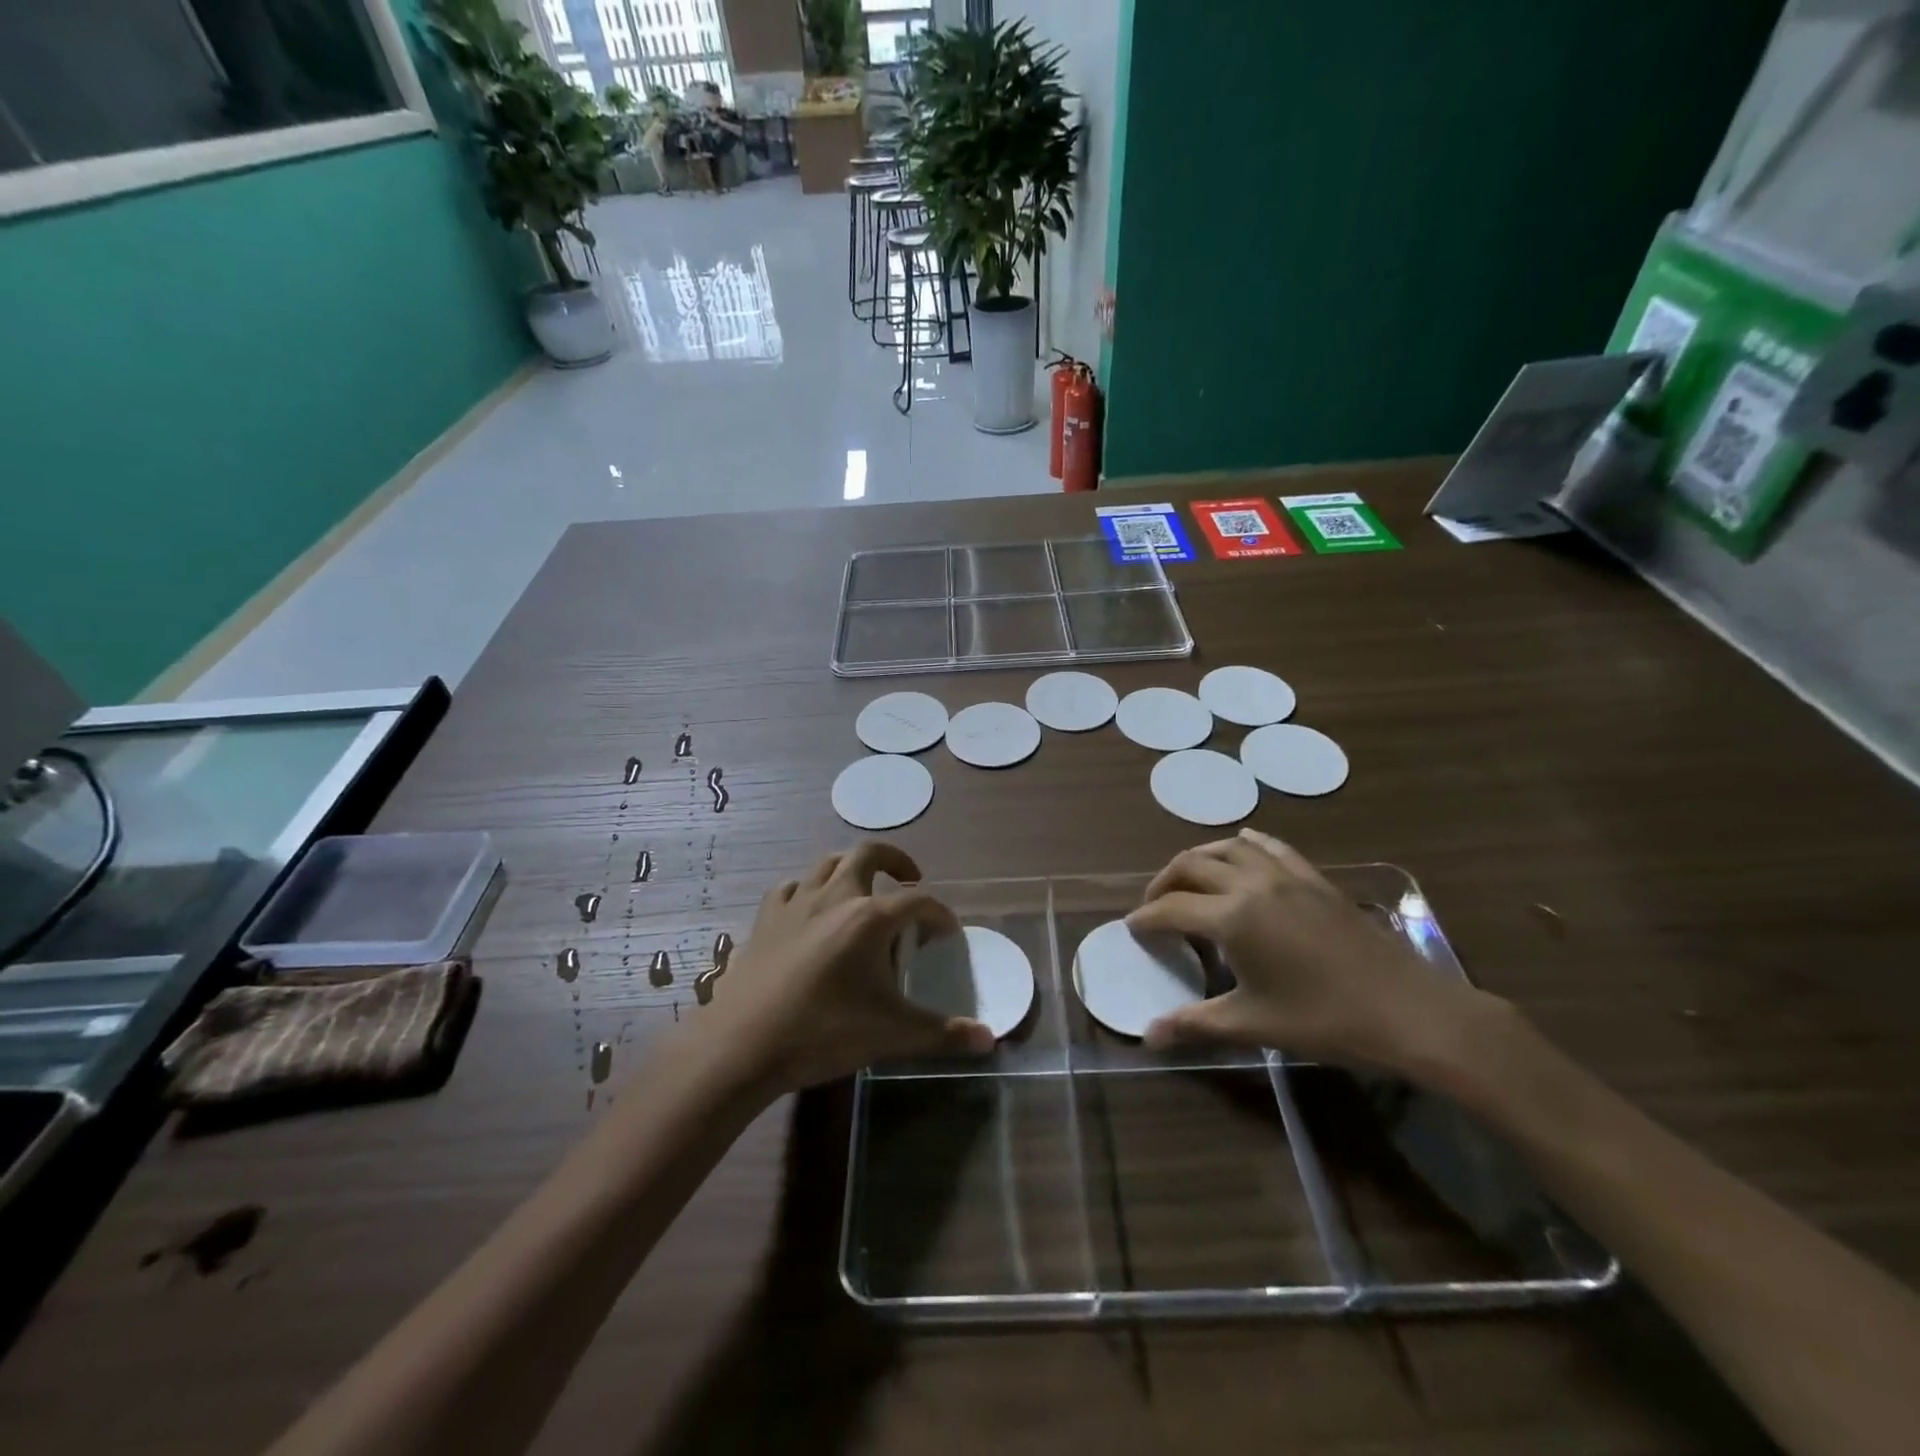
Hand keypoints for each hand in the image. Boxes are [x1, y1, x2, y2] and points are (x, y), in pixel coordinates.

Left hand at [704, 842, 994, 1092]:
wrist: (743, 1044)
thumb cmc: (824, 1032)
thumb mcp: (891, 1035)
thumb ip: (943, 1034)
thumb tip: (989, 1041)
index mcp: (870, 917)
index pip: (919, 901)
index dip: (940, 915)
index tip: (947, 935)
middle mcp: (835, 896)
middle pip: (870, 853)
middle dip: (896, 860)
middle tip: (909, 880)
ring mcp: (796, 903)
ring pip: (828, 863)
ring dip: (851, 869)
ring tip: (863, 891)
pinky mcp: (765, 918)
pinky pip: (791, 887)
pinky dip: (808, 890)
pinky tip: (809, 910)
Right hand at [1127, 829, 1486, 1070]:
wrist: (1409, 1010)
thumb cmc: (1325, 1020)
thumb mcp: (1254, 1024)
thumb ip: (1195, 1023)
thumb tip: (1148, 1036)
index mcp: (1232, 917)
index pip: (1171, 908)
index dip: (1146, 918)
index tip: (1133, 929)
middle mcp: (1252, 884)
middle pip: (1191, 865)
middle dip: (1164, 883)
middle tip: (1155, 907)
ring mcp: (1286, 876)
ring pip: (1228, 847)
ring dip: (1199, 858)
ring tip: (1189, 879)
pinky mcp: (1315, 878)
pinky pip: (1271, 846)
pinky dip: (1246, 844)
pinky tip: (1242, 847)